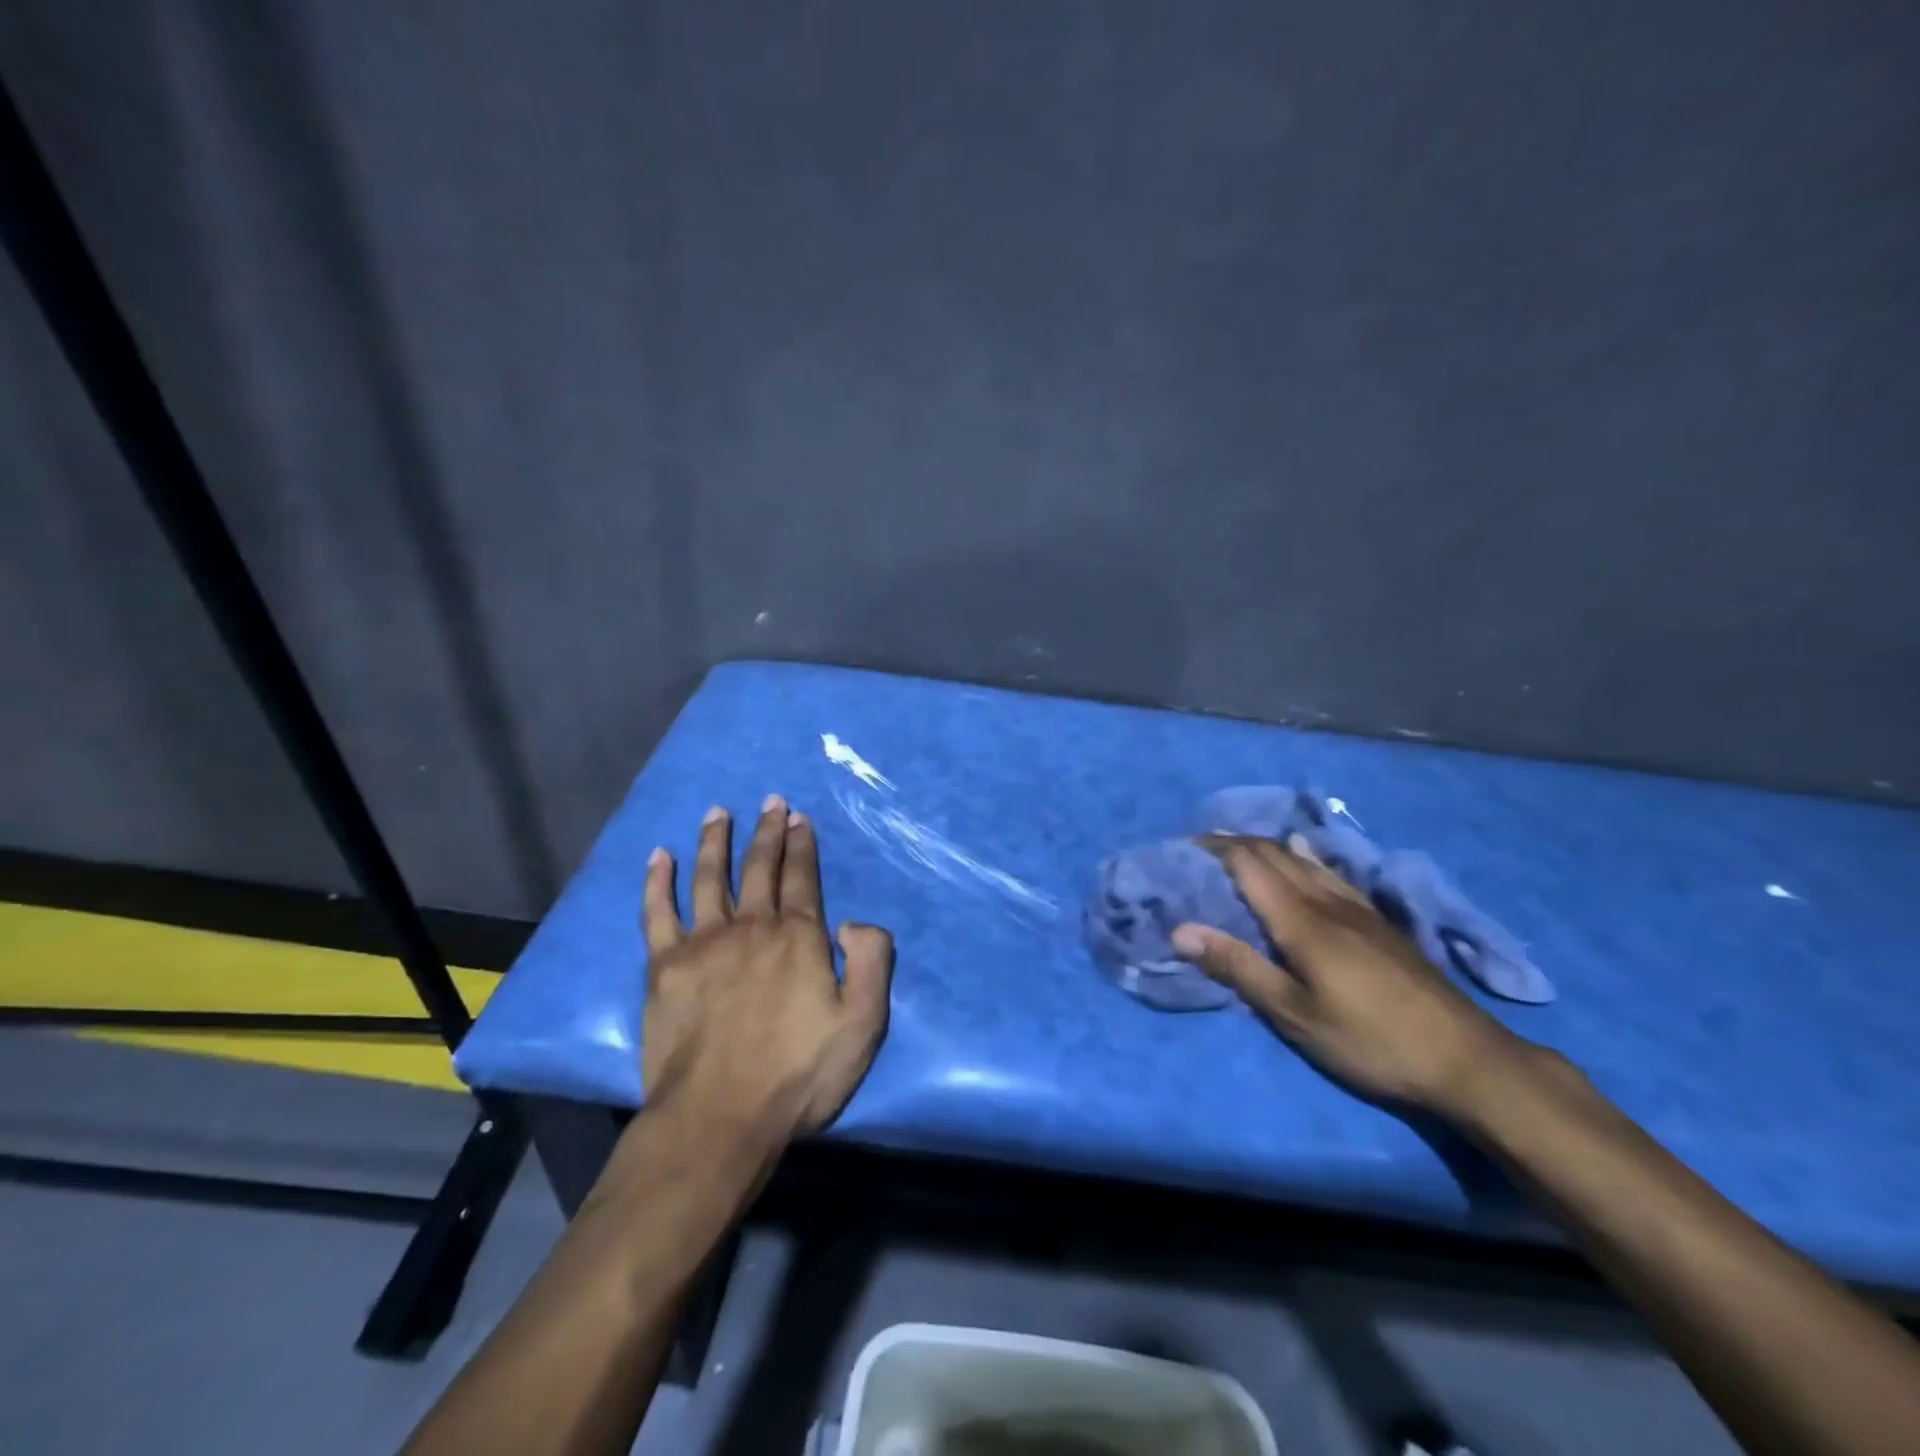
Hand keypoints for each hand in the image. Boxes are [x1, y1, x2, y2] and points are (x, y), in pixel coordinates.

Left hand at [641, 796, 893, 1140]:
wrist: (717, 1119)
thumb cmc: (796, 1075)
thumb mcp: (862, 1024)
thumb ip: (871, 962)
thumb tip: (853, 920)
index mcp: (798, 938)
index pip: (801, 877)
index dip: (801, 845)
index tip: (798, 817)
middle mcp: (751, 927)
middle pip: (758, 868)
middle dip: (766, 831)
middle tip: (770, 801)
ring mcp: (703, 942)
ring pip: (708, 877)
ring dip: (714, 841)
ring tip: (718, 812)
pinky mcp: (664, 966)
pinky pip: (657, 912)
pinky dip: (656, 882)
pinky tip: (657, 856)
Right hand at [1172, 834, 1525, 1113]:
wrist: (1467, 1059)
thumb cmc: (1369, 1040)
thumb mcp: (1294, 1014)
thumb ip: (1239, 967)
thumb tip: (1181, 930)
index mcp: (1301, 920)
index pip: (1249, 864)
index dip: (1215, 849)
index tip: (1184, 848)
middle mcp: (1327, 901)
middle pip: (1275, 854)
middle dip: (1235, 843)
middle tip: (1201, 848)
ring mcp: (1358, 909)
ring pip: (1304, 860)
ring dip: (1267, 847)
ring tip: (1239, 847)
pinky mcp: (1379, 922)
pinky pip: (1330, 873)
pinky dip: (1304, 858)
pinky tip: (1305, 856)